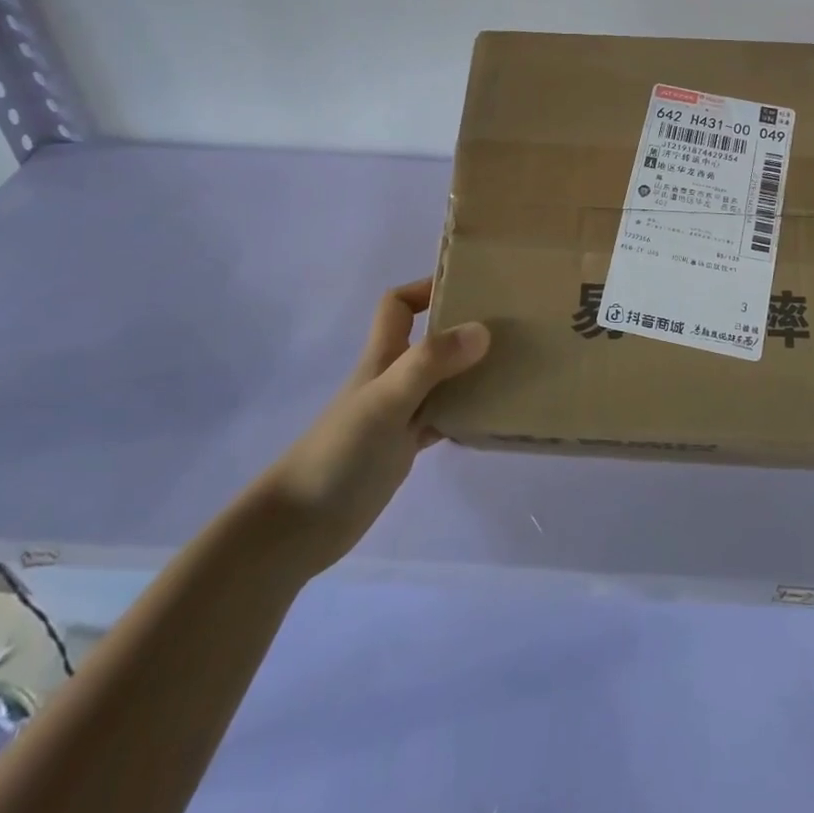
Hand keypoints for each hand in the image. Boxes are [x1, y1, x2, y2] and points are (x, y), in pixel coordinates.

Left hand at [246, 277, 489, 577]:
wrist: (300, 526)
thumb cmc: (340, 453)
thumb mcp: (387, 400)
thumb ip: (431, 363)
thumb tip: (483, 329)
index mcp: (382, 356)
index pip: (399, 305)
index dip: (426, 288)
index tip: (469, 286)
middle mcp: (391, 378)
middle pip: (428, 339)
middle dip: (462, 327)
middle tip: (508, 326)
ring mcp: (398, 414)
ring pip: (441, 379)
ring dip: (470, 371)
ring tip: (513, 366)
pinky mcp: (403, 448)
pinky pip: (442, 419)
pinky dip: (465, 414)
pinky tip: (491, 416)